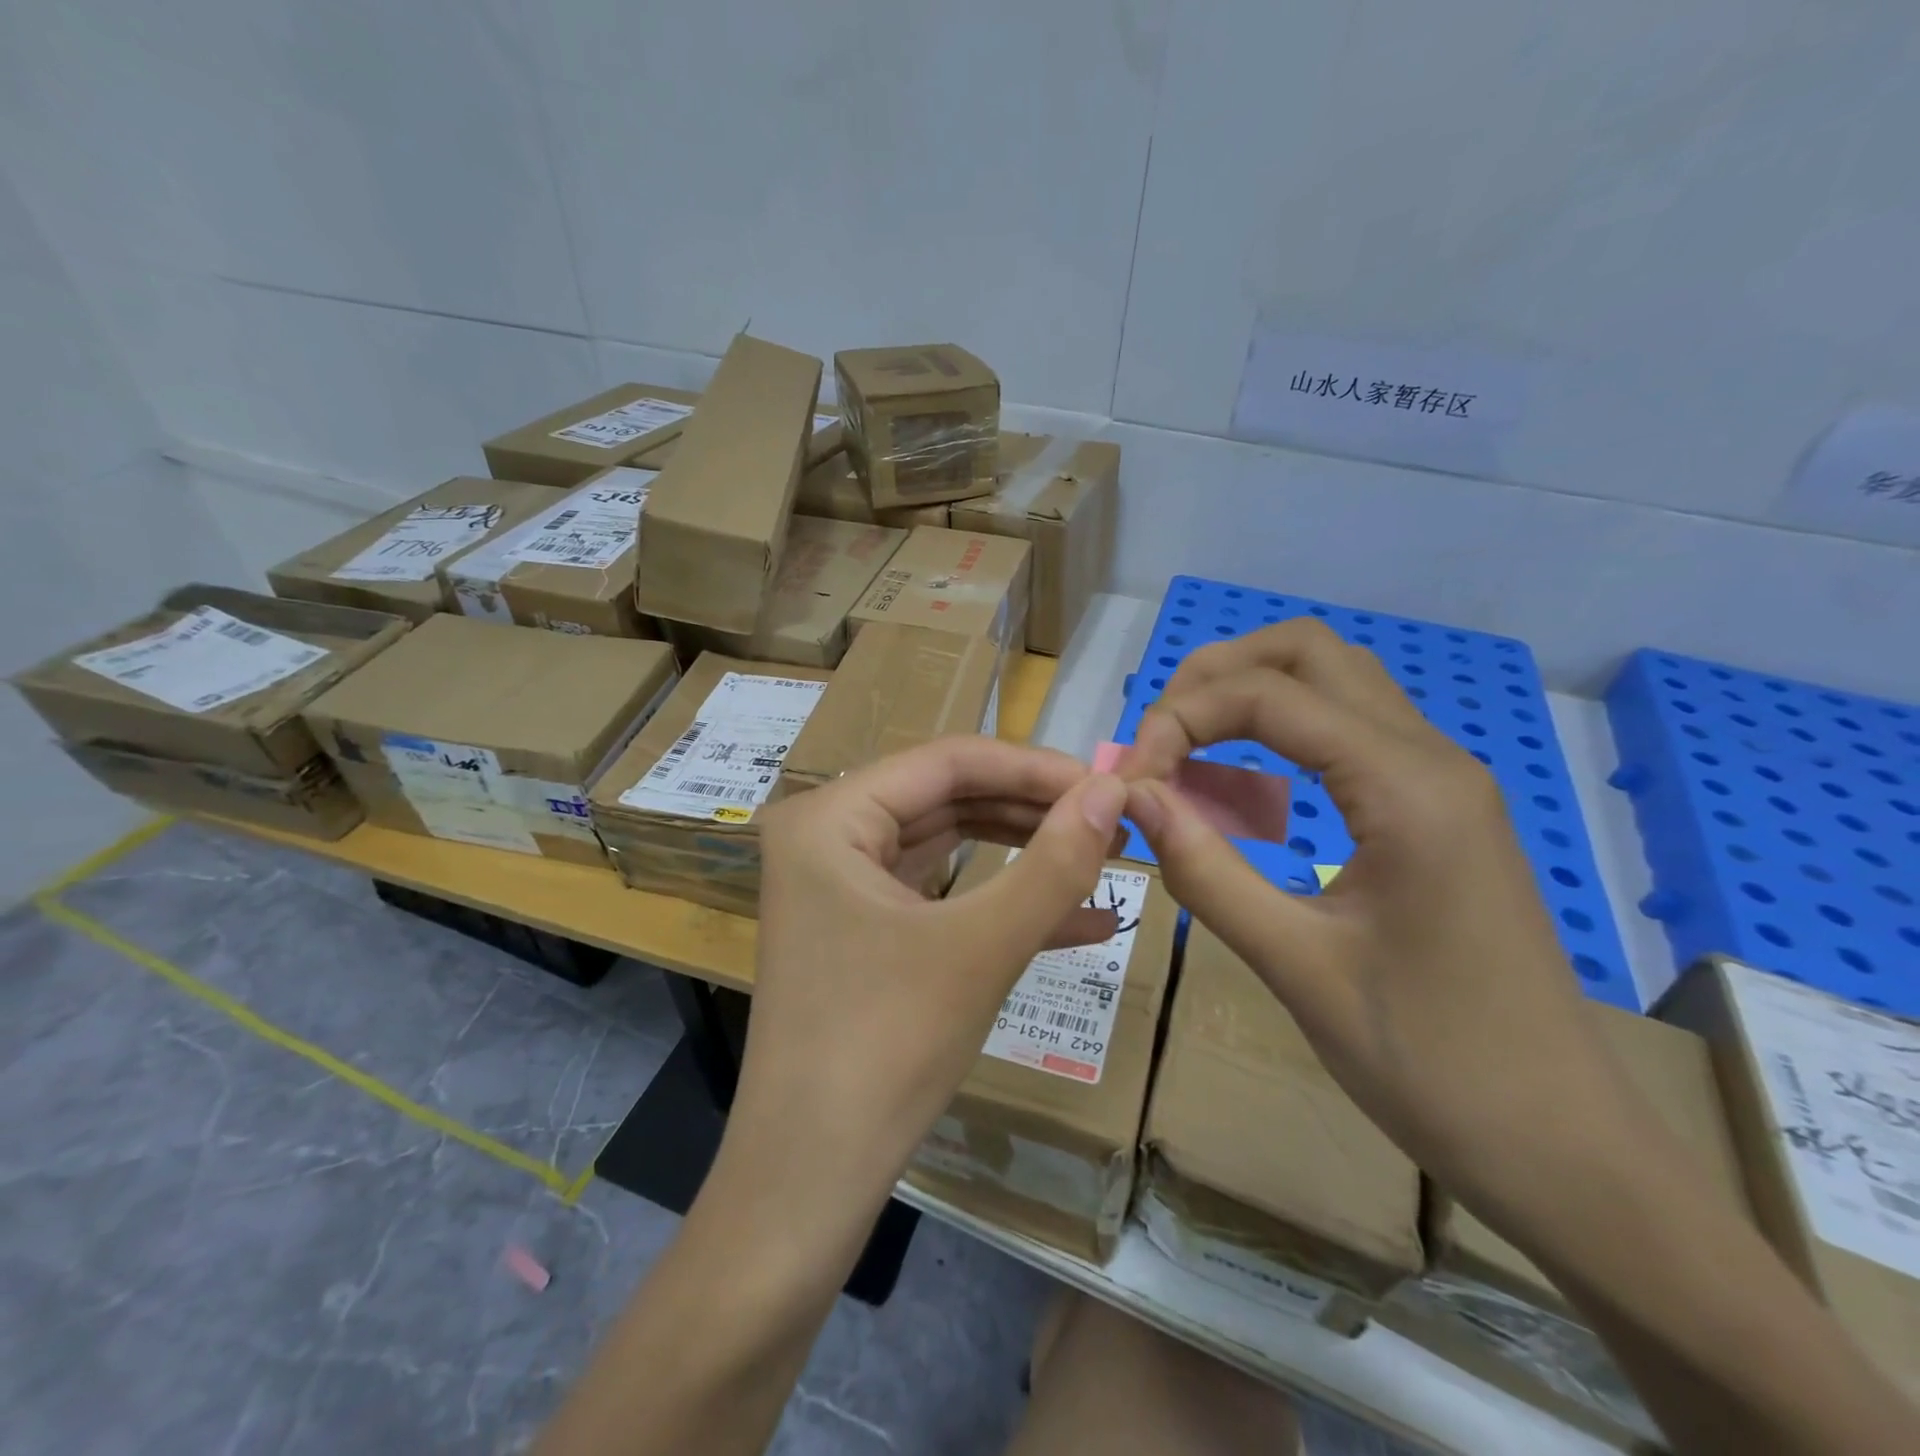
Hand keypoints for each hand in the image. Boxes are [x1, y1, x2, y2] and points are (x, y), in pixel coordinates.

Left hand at [734, 736, 1127, 1215]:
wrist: (809, 1181)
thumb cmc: (887, 1048)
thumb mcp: (982, 947)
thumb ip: (1054, 863)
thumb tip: (1114, 790)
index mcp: (829, 817)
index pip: (947, 761)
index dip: (1033, 767)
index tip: (1107, 783)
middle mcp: (826, 835)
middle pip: (947, 797)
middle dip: (1032, 810)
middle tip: (1110, 820)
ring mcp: (840, 883)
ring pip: (948, 844)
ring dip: (1024, 853)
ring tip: (1102, 857)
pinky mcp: (861, 927)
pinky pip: (938, 893)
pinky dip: (999, 903)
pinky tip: (1080, 920)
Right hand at [1117, 621, 1642, 1209]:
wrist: (1561, 1145)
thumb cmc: (1429, 1063)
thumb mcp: (1296, 967)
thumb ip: (1206, 870)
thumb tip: (1134, 797)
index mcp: (1406, 788)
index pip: (1269, 696)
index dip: (1181, 718)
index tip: (1131, 780)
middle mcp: (1430, 758)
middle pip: (1309, 652)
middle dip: (1216, 676)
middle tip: (1158, 738)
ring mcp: (1440, 780)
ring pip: (1333, 682)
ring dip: (1249, 696)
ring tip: (1186, 753)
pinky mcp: (1435, 810)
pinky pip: (1347, 734)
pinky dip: (1281, 735)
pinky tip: (1245, 795)